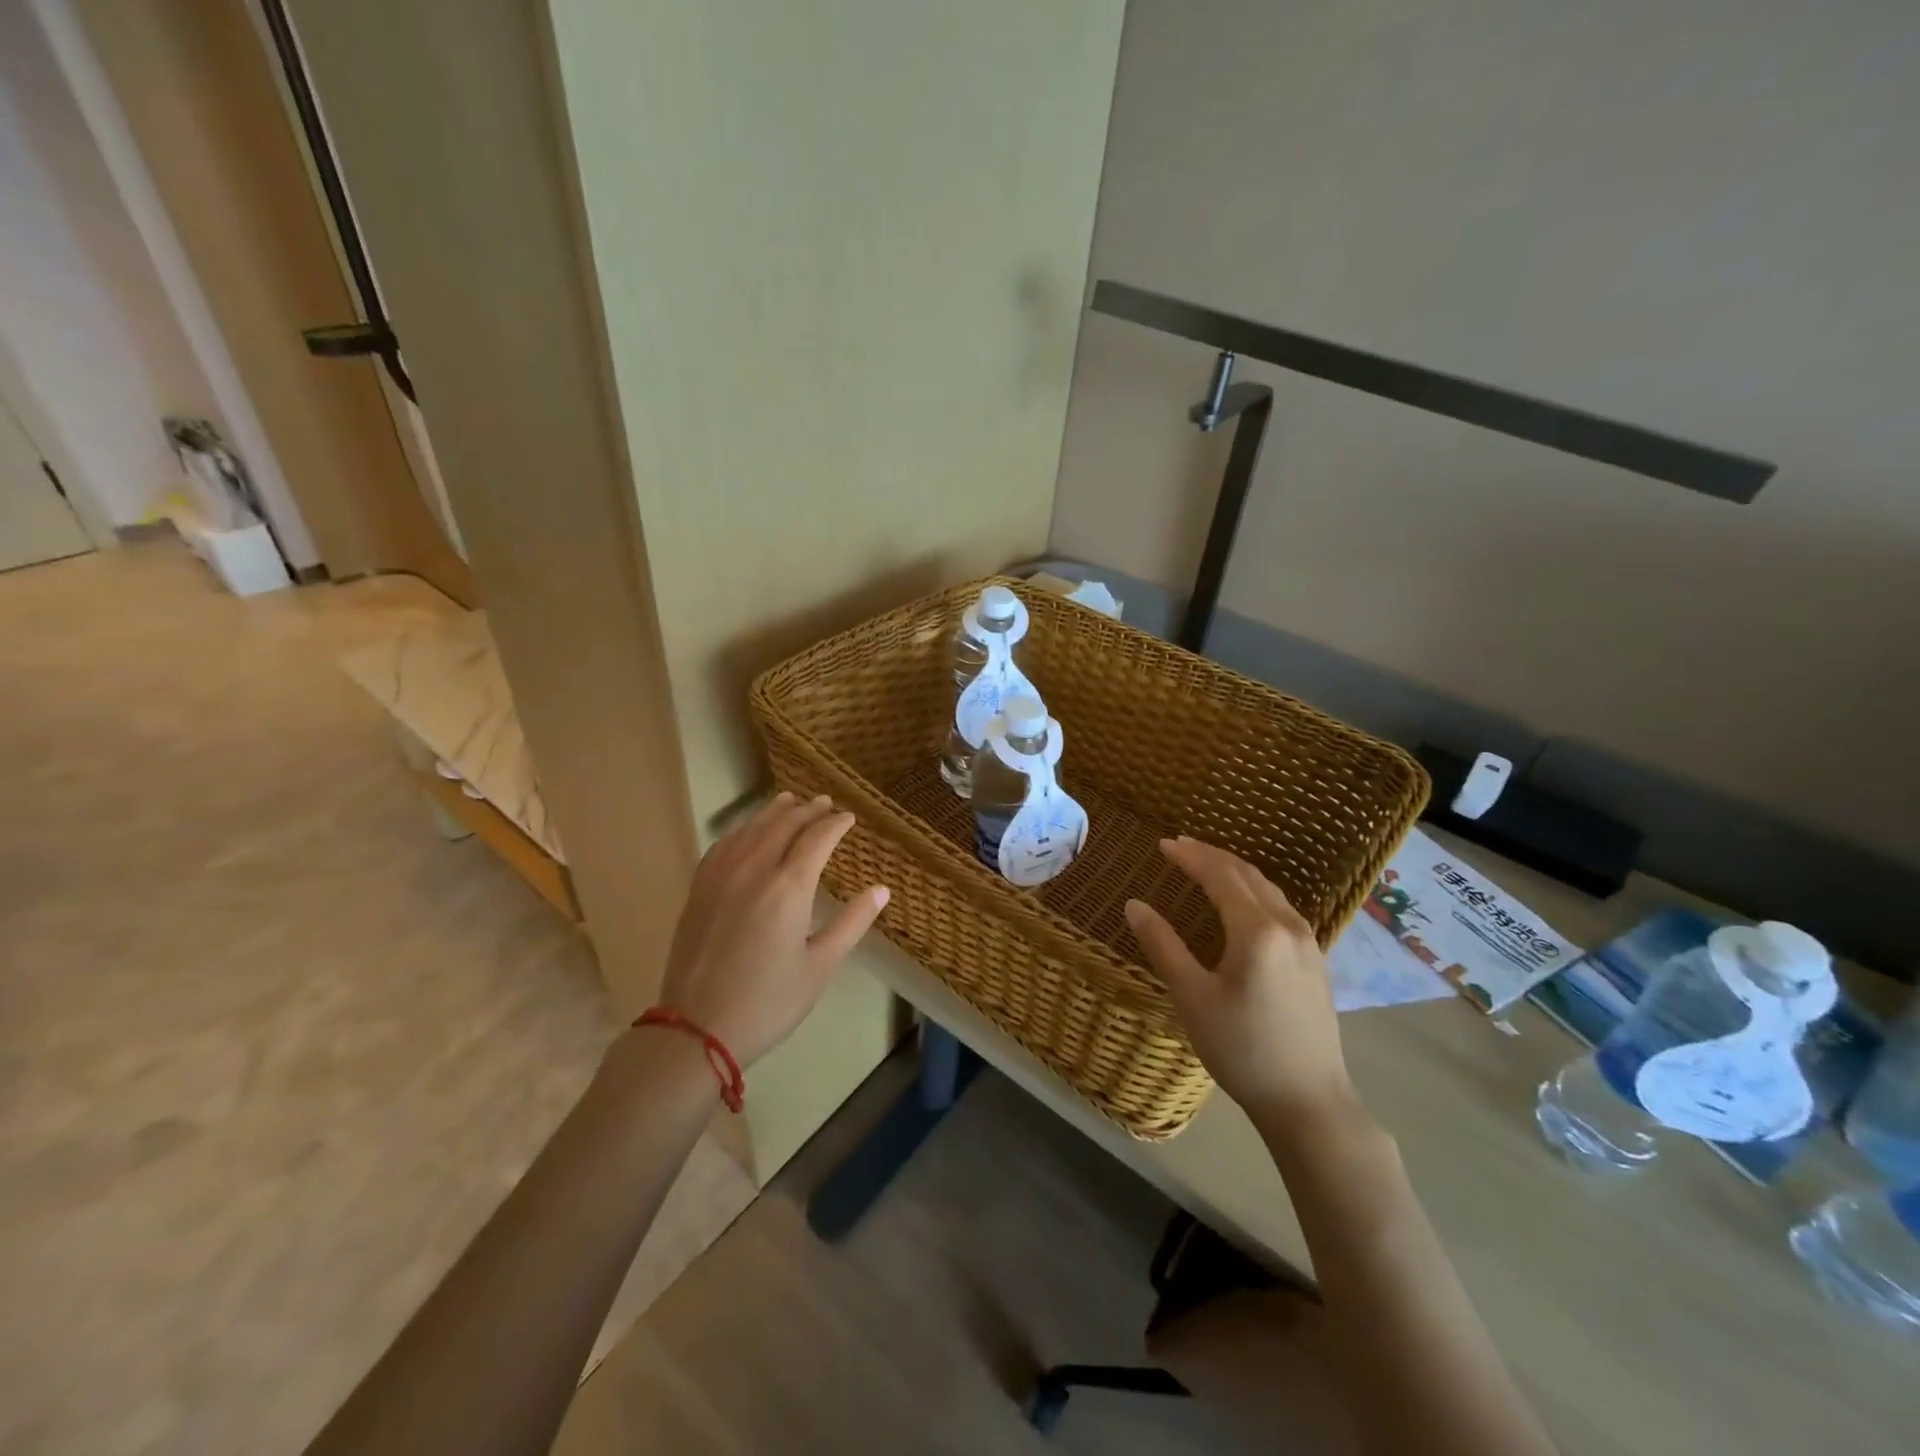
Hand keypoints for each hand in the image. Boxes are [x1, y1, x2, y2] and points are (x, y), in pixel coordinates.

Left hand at [653, 792, 889, 1068]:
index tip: (849, 817)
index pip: (817, 838)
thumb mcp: (821, 965)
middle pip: (784, 824)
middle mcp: (754, 870)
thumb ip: (853, 922)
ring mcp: (721, 876)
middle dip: (807, 810)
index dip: (836, 824)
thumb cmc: (769, 1001)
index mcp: (789, 887)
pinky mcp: (699, 889)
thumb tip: (882, 890)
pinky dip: (742, 830)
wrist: (696, 1028)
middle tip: (824, 802)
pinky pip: (724, 845)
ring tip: (789, 801)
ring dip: (774, 812)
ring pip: (751, 829)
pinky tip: (747, 832)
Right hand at [1125, 837, 1355, 1126]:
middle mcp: (1288, 926)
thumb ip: (1163, 945)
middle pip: (1247, 875)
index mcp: (1257, 931)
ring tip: (1206, 864)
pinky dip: (1253, 890)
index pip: (1220, 876)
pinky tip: (1242, 901)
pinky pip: (1280, 906)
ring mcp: (1309, 942)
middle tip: (1180, 846)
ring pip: (1268, 889)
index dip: (1190, 856)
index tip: (1162, 844)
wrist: (1309, 1101)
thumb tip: (1134, 905)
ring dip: (1234, 870)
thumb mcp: (1192, 997)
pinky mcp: (1316, 960)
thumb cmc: (1242, 1049)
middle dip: (1212, 855)